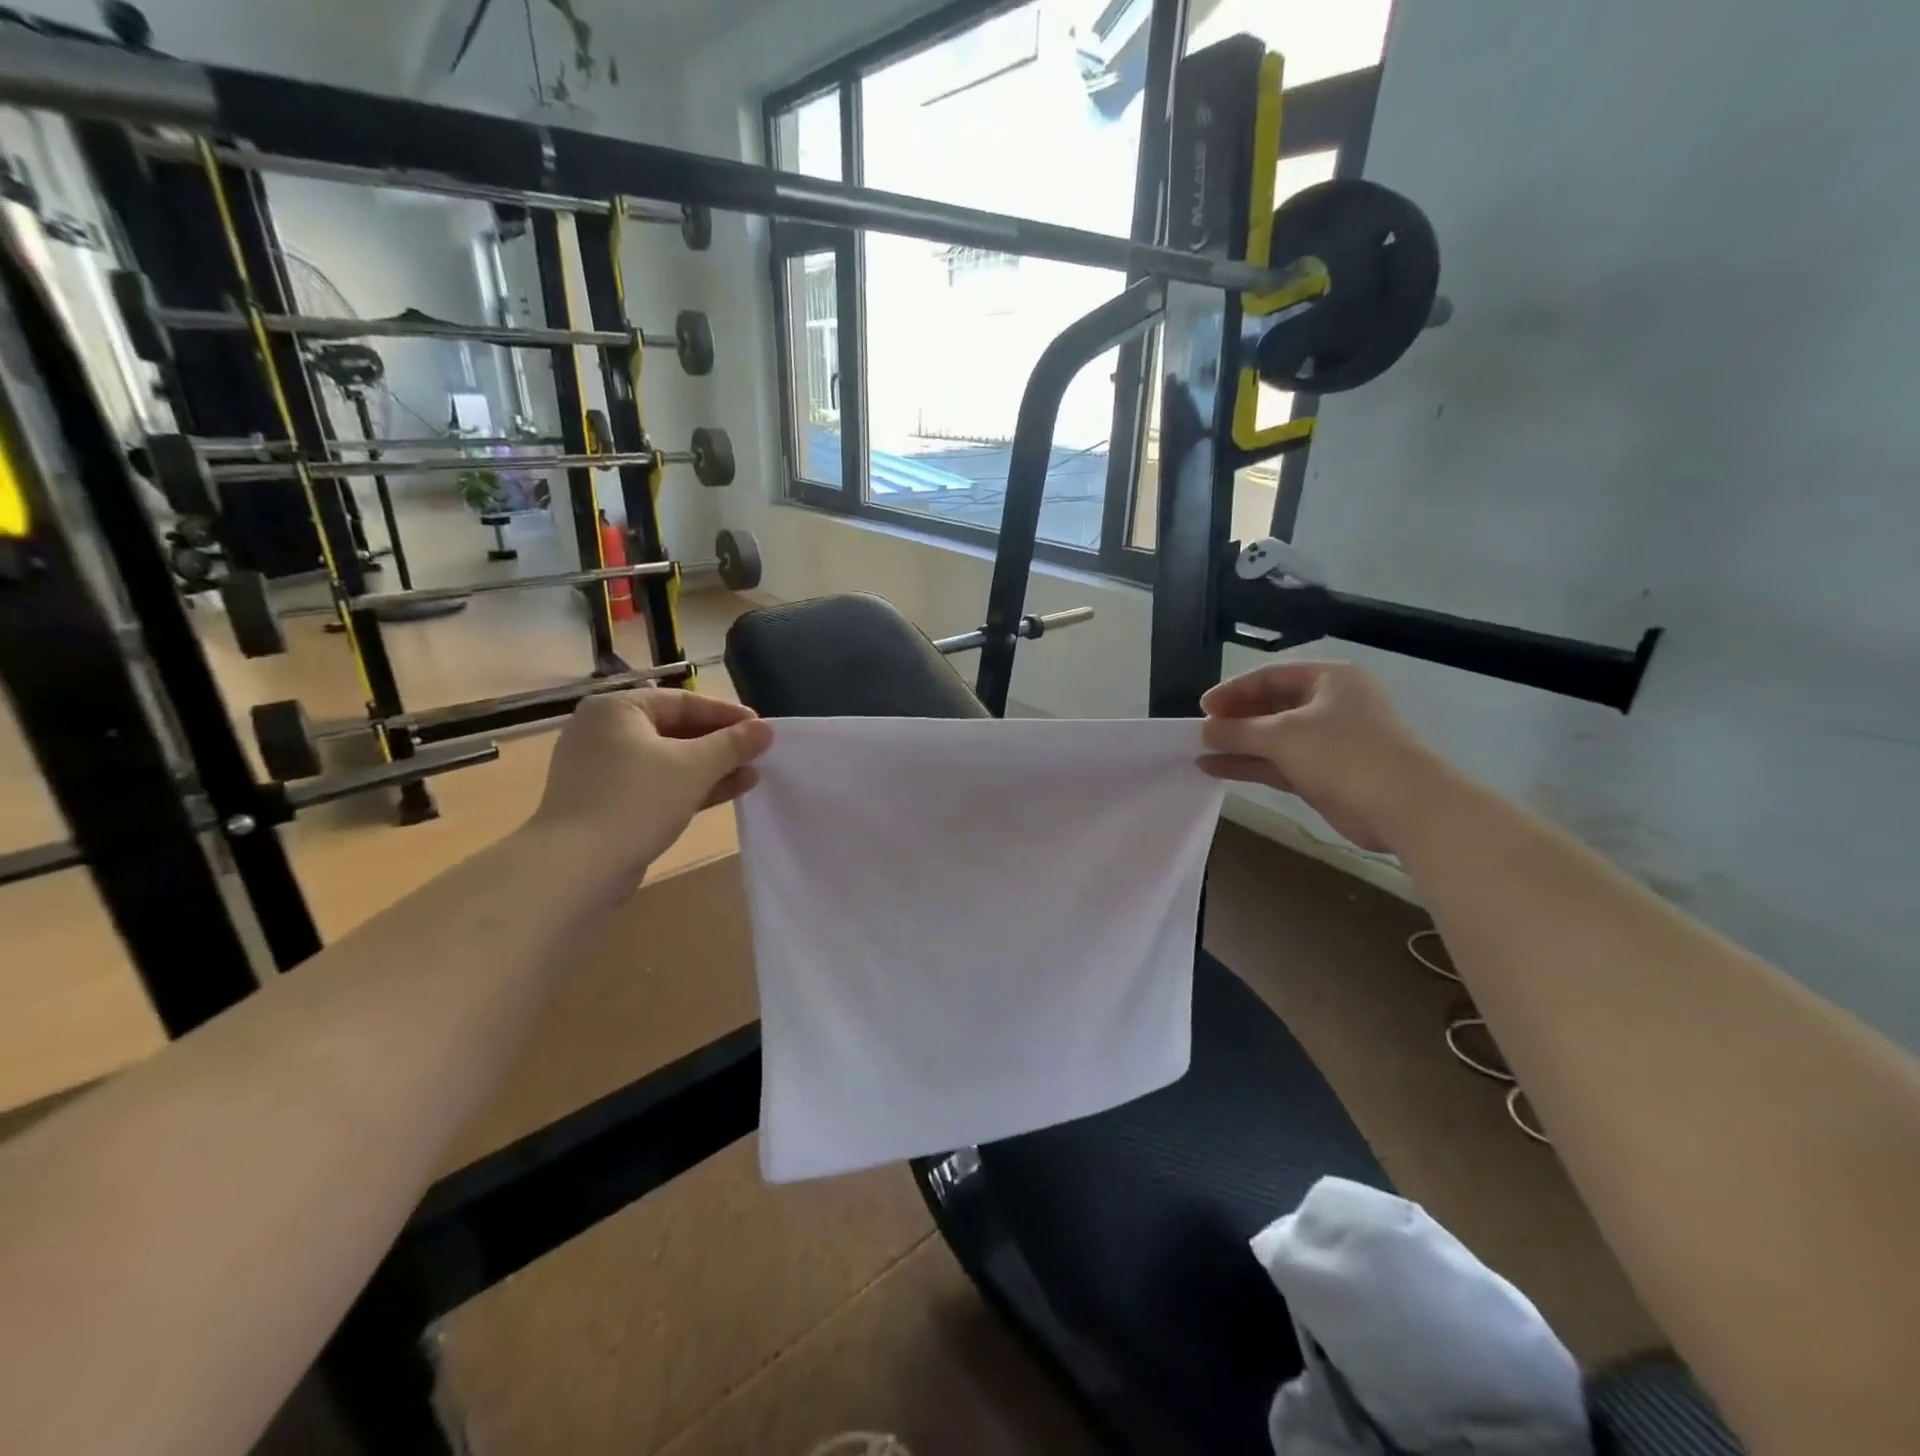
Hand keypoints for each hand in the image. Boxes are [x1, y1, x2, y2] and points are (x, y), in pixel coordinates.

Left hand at [531, 689, 771, 888]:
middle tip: (757, 754)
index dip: (727, 714)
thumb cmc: (636, 800)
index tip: (761, 728)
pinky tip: (725, 793)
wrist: (575, 867)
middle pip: (675, 730)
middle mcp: (603, 732)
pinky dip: (688, 787)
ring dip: (710, 768)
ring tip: (751, 776)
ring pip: (667, 761)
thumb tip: (766, 729)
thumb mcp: (694, 766)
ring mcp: (601, 770)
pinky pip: (655, 785)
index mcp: (617, 709)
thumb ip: (733, 744)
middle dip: (720, 745)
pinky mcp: (605, 802)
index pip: (682, 701)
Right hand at [1199, 662, 1439, 852]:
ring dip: (1239, 744)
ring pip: (1274, 738)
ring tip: (1201, 751)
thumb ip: (1238, 730)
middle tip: (1202, 731)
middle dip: (1235, 719)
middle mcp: (1330, 704)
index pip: (1270, 676)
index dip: (1233, 690)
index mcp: (1329, 679)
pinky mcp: (1325, 773)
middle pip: (1272, 705)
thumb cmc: (1343, 753)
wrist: (1403, 805)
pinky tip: (1216, 769)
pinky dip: (1251, 765)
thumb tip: (1204, 730)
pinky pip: (1280, 763)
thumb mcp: (1283, 735)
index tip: (1202, 708)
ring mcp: (1329, 741)